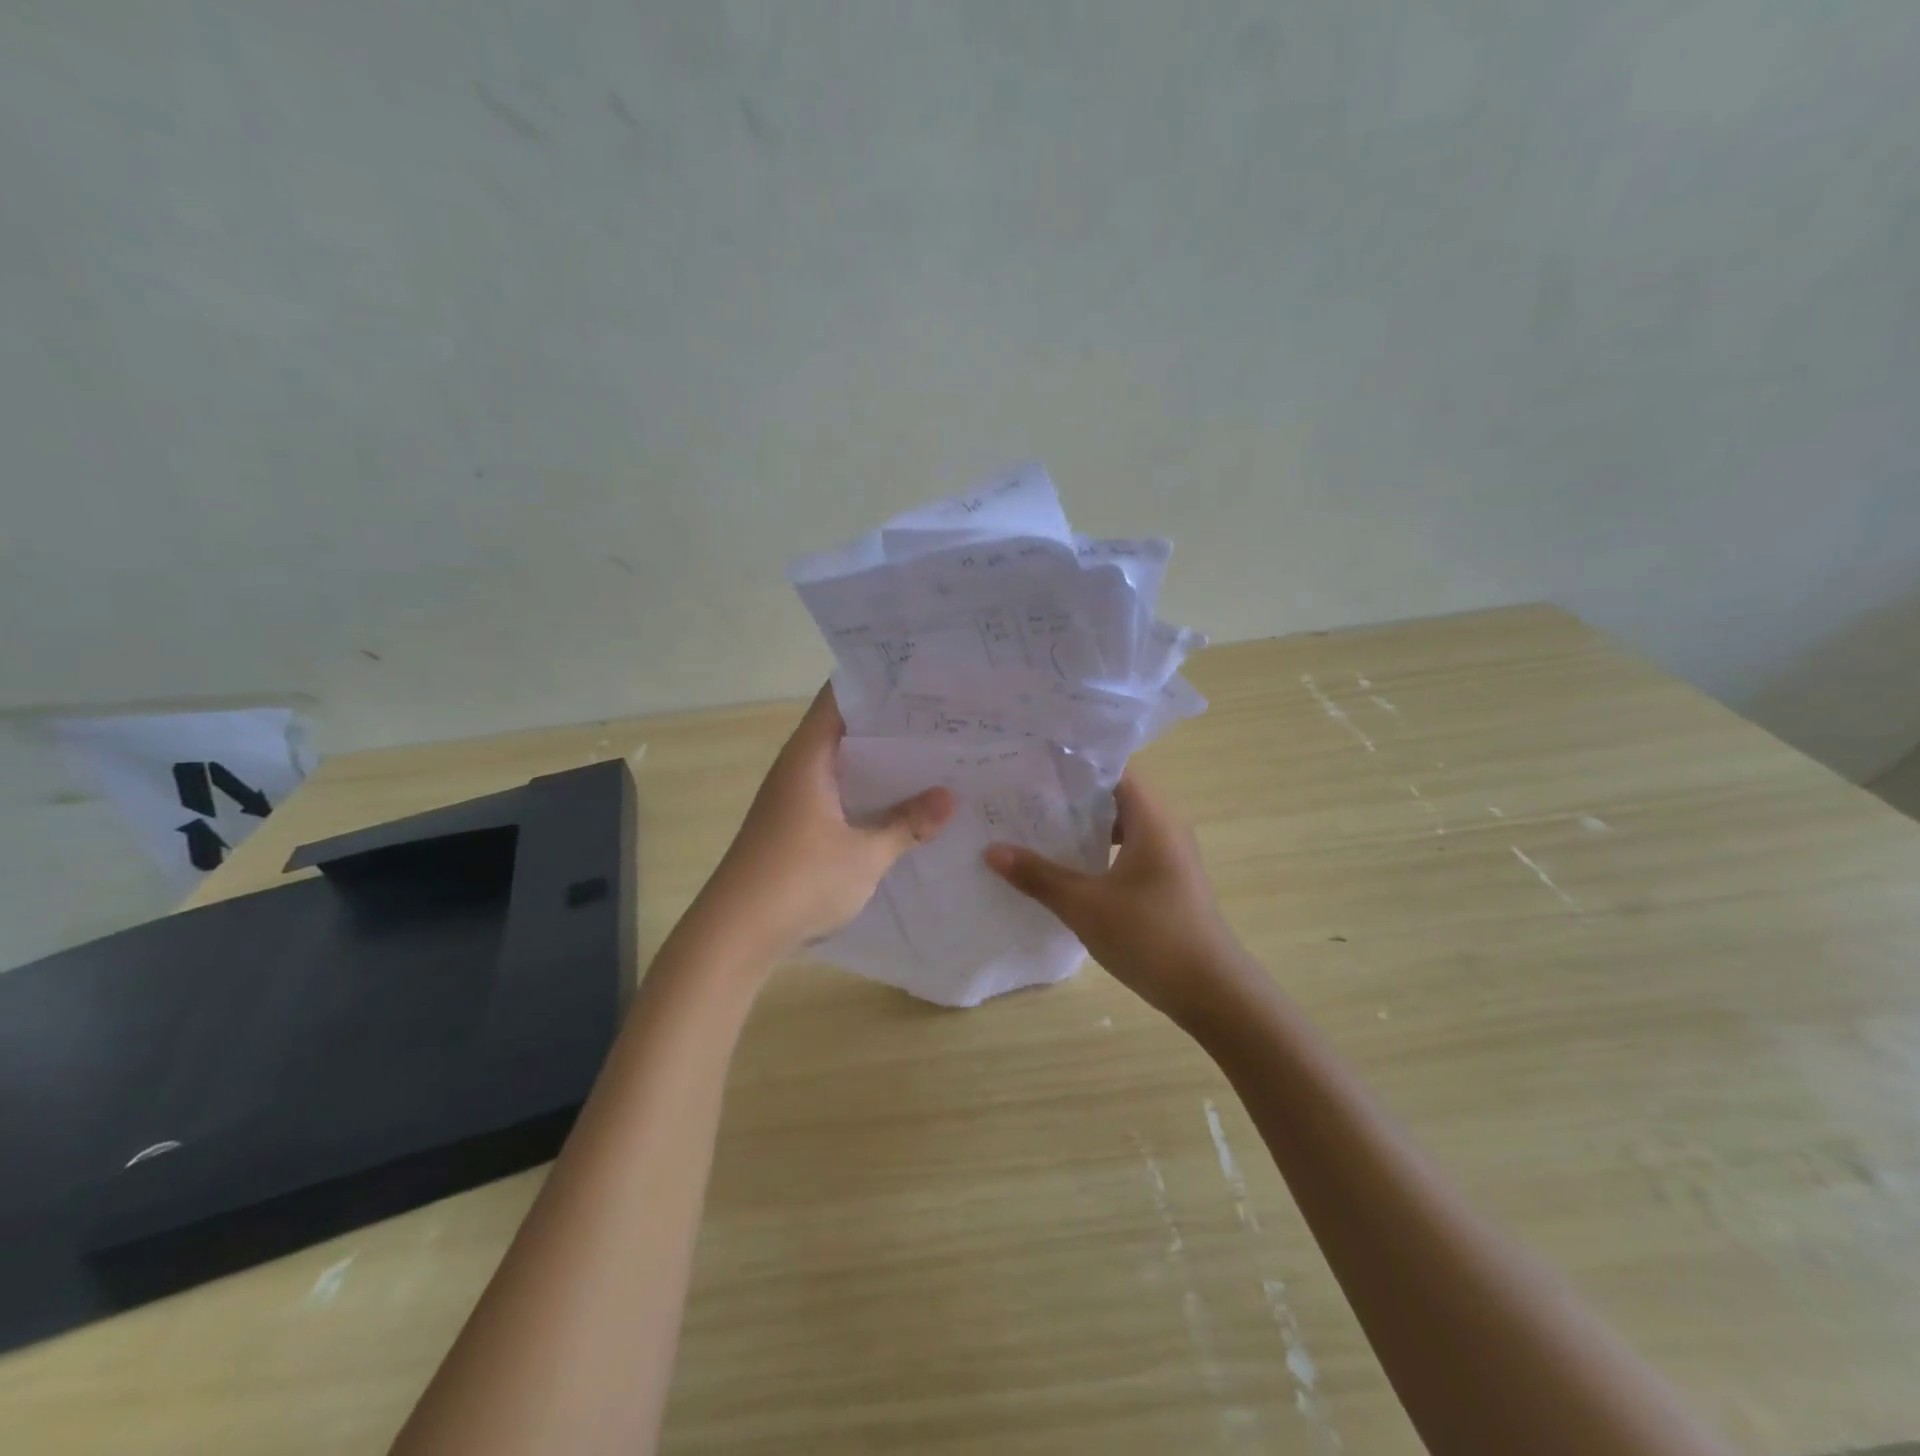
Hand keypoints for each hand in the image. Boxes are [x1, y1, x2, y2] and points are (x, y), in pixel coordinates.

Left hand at [698, 683, 954, 959]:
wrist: (735, 935)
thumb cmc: (798, 881)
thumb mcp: (865, 855)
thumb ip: (907, 824)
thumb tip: (950, 796)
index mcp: (808, 757)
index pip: (842, 697)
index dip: (880, 685)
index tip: (924, 680)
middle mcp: (798, 768)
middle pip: (847, 729)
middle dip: (892, 726)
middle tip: (944, 720)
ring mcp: (795, 798)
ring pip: (845, 765)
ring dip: (882, 764)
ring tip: (935, 756)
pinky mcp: (796, 826)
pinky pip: (839, 795)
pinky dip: (868, 793)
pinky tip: (903, 804)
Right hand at [984, 772, 1250, 1025]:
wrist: (1212, 992)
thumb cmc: (1150, 937)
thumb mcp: (1085, 906)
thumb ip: (1038, 875)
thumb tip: (991, 850)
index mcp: (1152, 818)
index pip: (1112, 770)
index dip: (1073, 766)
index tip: (1034, 768)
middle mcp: (1166, 826)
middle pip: (1115, 795)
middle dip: (1071, 797)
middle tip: (1026, 798)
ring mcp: (1171, 855)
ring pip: (1123, 825)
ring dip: (1086, 826)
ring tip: (1039, 829)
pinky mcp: (1170, 880)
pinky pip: (1131, 849)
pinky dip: (1101, 850)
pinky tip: (1070, 868)